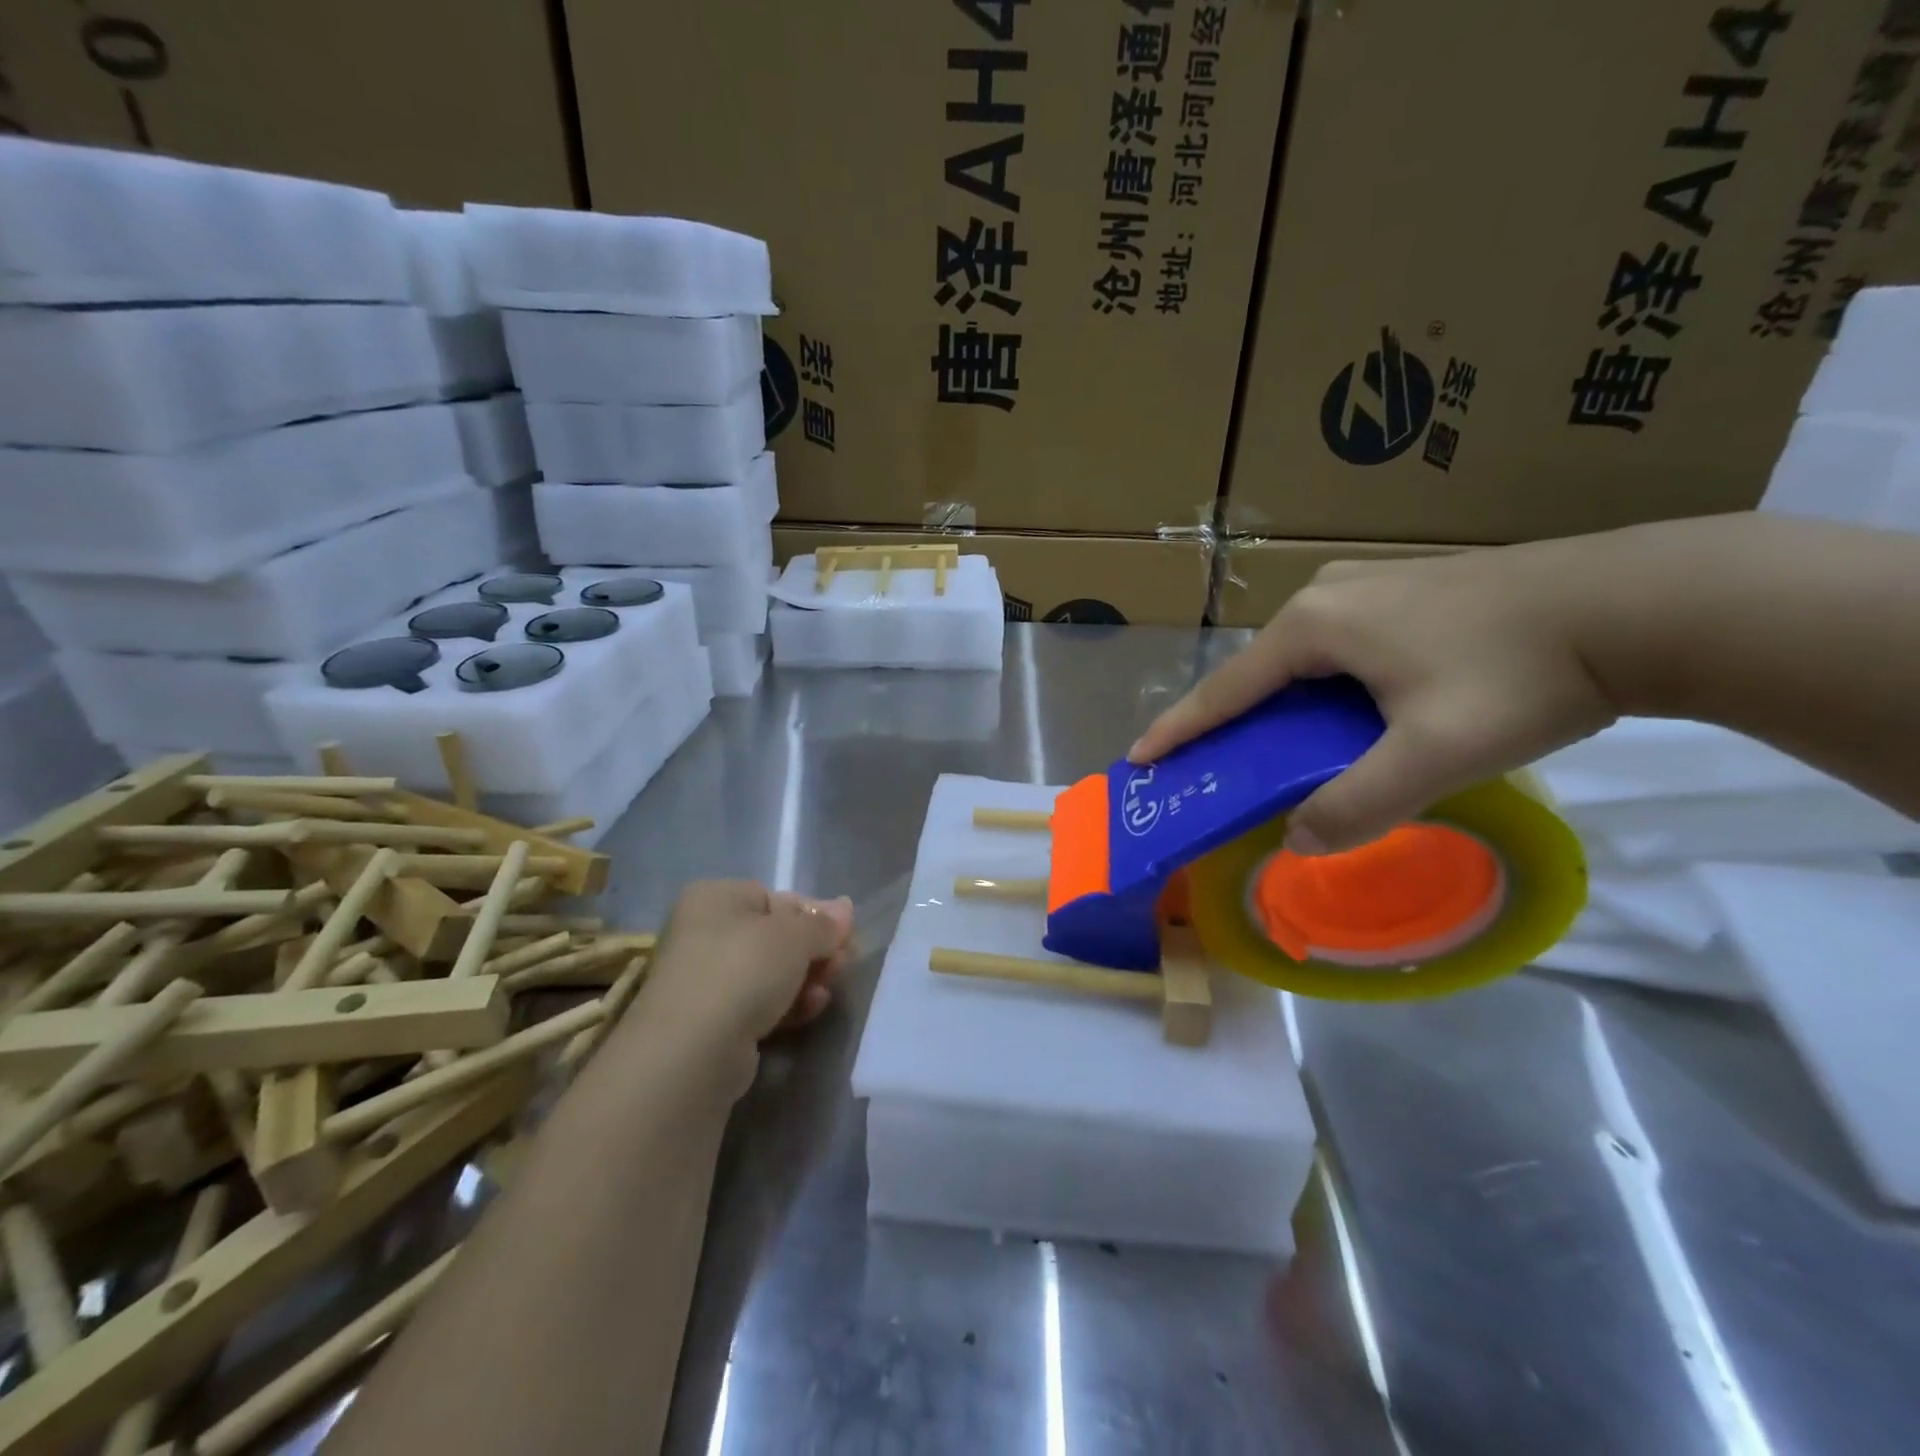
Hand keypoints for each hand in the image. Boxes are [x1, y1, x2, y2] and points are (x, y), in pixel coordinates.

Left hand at [630, 881, 854, 1070]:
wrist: (692, 1050)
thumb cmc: (743, 969)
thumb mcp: (795, 935)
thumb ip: (823, 923)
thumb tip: (845, 909)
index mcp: (716, 897)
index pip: (776, 898)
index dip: (814, 915)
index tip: (843, 935)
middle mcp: (703, 932)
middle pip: (774, 936)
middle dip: (813, 951)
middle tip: (842, 964)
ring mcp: (704, 979)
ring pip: (769, 973)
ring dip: (804, 979)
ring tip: (827, 991)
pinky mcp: (709, 1021)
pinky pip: (757, 1003)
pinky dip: (786, 1005)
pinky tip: (811, 1010)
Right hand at [1129, 541, 1619, 852]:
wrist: (1641, 604)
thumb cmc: (1523, 674)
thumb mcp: (1435, 754)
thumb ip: (1358, 804)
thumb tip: (1297, 841)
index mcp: (1314, 628)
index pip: (1226, 689)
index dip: (1180, 728)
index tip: (1139, 757)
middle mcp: (1327, 598)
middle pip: (1261, 674)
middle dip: (1235, 722)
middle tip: (1221, 769)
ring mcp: (1368, 586)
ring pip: (1303, 661)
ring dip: (1285, 708)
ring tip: (1286, 751)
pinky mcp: (1406, 591)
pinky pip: (1339, 649)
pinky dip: (1325, 691)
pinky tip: (1350, 716)